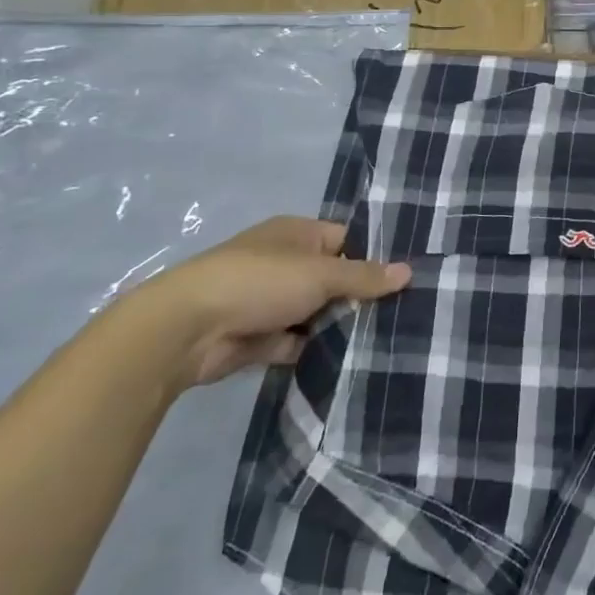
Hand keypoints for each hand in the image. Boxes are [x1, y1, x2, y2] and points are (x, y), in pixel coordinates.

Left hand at [136, 216, 410, 385]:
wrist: (185, 330)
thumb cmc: (259, 282)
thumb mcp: (321, 274)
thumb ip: (364, 276)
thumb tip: (409, 271)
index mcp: (297, 234)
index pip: (346, 239)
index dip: (374, 256)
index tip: (406, 277)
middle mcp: (284, 262)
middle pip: (334, 278)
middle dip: (360, 296)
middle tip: (403, 312)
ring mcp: (269, 301)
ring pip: (317, 312)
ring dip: (339, 325)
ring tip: (386, 338)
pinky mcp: (258, 337)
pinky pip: (297, 341)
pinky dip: (315, 350)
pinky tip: (350, 360)